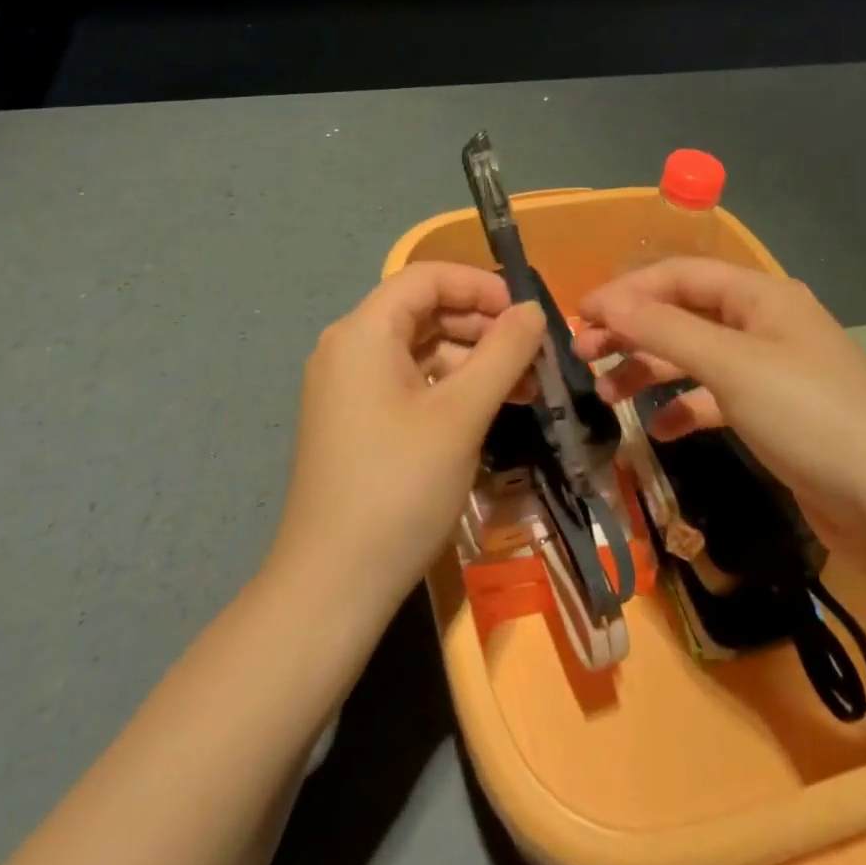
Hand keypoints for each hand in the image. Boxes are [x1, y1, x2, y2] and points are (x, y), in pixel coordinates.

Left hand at [269, 263, 545, 614]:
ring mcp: (348, 386)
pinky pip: (409, 382)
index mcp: (363, 331)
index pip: (426, 278)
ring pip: (420, 349)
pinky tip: (490, 409)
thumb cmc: (399, 487)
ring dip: (472, 360)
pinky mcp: (355, 419)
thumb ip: (503, 352)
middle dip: (482, 325)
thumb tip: (533, 310)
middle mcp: (349, 347)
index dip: (479, 286)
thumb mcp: (462, 414)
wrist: (332, 586)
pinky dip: (450, 387)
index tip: (525, 314)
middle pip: (423, 311)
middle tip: (533, 354)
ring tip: (525, 388)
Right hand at [575, 258, 865, 548]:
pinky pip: (715, 397)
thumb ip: (664, 330)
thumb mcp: (731, 366)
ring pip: (695, 356)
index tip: (580, 315)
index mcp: (760, 295)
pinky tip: (659, 430)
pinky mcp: (774, 413)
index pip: (678, 275)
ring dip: (650, 369)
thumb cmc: (809, 416)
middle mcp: (764, 323)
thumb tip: (606, 303)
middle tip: (584, 354)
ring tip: (607, 395)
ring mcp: (771, 369)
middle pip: (683, 314)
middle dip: (632, 331)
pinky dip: (684, 407)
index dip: (626, 291)